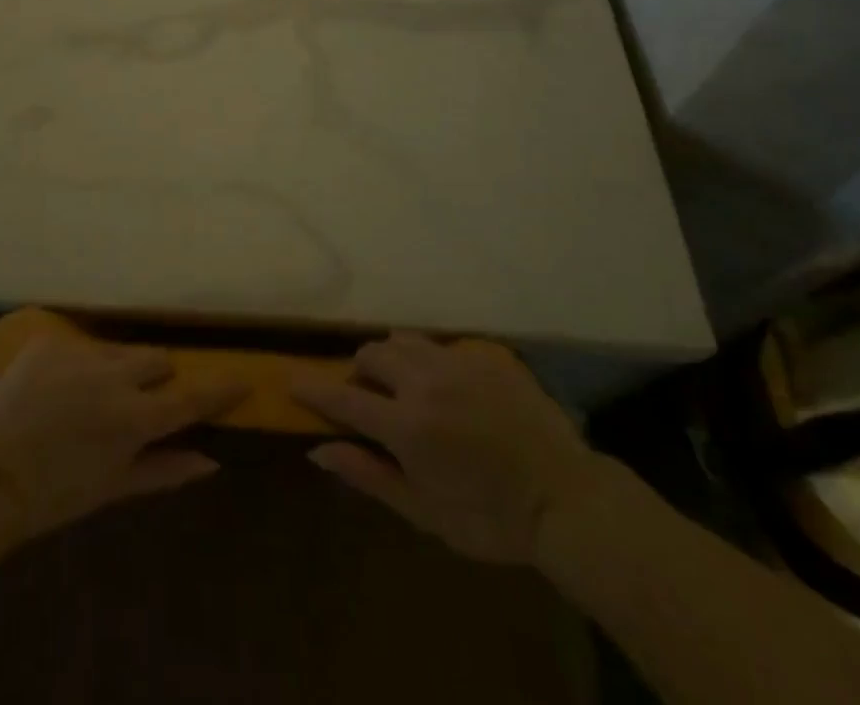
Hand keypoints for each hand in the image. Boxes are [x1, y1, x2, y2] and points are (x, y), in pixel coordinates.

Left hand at [0, 337, 247, 544]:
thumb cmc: (55, 494)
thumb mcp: (113, 488)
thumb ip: (166, 469)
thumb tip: (212, 460)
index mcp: (134, 418)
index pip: (191, 396)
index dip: (220, 388)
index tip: (242, 378)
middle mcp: (115, 375)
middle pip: (158, 360)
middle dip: (157, 378)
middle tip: (138, 403)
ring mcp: (81, 352)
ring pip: (120, 350)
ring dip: (118, 369)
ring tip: (90, 398)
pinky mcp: (51, 340)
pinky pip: (82, 345)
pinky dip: (81, 364)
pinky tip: (58, 390)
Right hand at [291, 333, 607, 564]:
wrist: (568, 499)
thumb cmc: (491, 519)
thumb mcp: (426, 513)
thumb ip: (369, 475)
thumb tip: (318, 450)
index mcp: (407, 425)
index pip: (344, 396)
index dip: (314, 389)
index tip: (291, 381)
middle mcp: (426, 381)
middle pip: (371, 353)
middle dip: (361, 372)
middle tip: (373, 400)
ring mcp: (458, 361)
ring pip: (404, 339)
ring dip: (393, 357)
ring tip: (407, 385)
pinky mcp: (486, 354)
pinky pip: (443, 345)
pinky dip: (432, 361)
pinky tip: (452, 389)